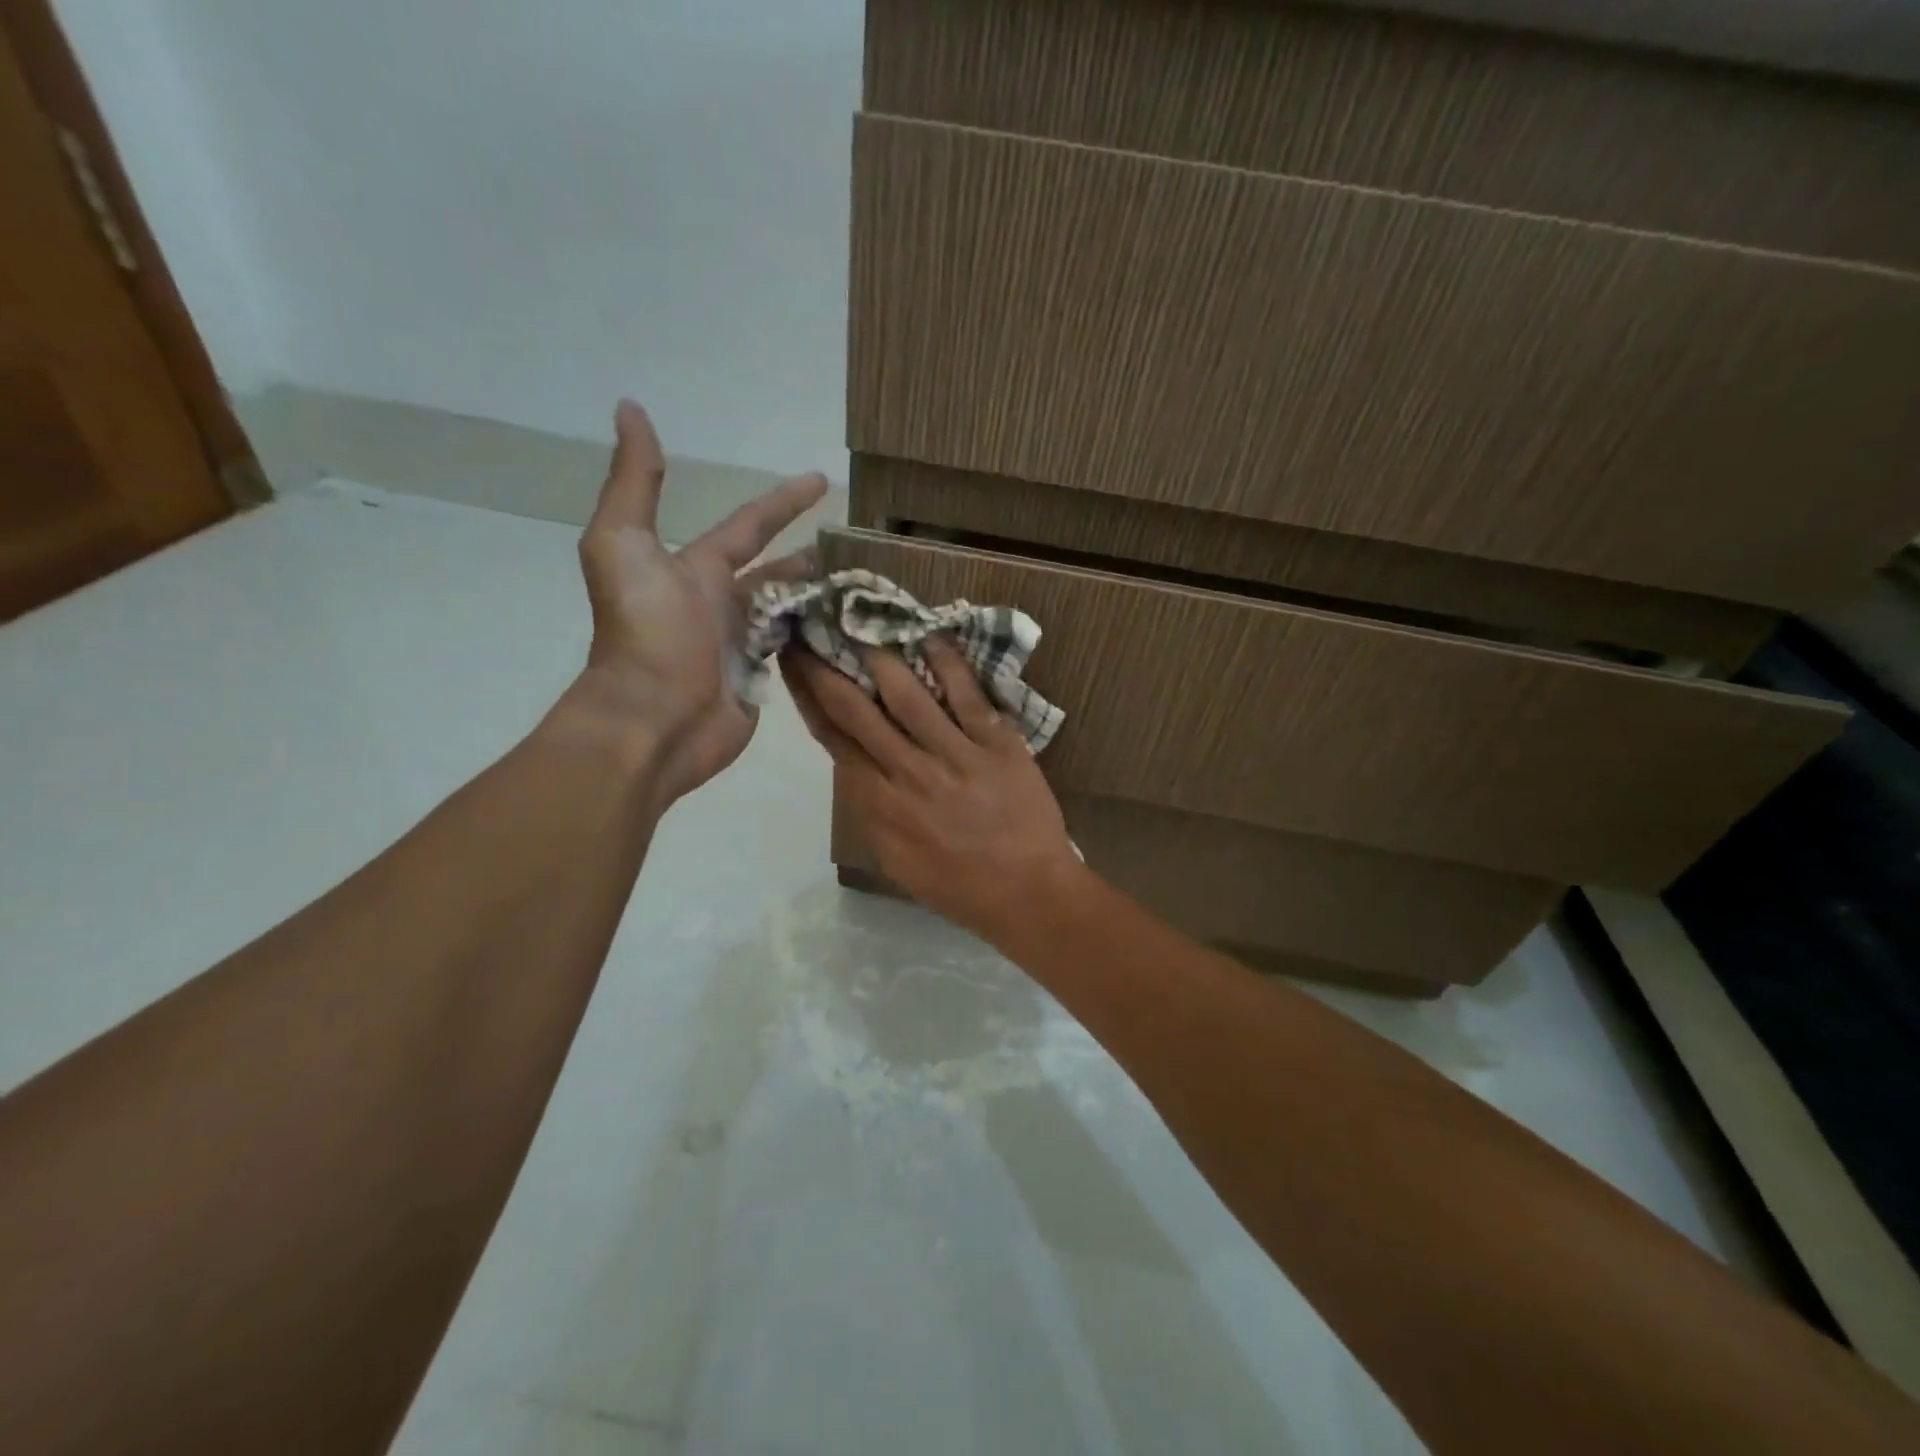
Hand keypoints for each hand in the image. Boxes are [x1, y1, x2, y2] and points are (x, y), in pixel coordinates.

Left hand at [567, 400, 826, 805]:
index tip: (821, 480)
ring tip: (864, 586)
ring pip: (790, 612)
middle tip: (853, 544)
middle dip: (808, 557)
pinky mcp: (760, 682)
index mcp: (697, 569)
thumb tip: (630, 408)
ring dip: (820, 598)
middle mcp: (721, 603)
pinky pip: (795, 651)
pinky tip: (851, 630)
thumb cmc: (645, 630)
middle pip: (776, 572)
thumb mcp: (625, 543)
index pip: (749, 526)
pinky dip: (818, 638)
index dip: (783, 501)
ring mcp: (742, 645)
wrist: (652, 717)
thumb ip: (635, 481)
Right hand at [781, 640, 1083, 943]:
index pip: (834, 740)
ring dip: (878, 657)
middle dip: (826, 670)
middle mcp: (908, 773)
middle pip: (857, 711)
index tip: (795, 667)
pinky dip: (946, 664)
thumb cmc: (959, 886)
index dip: (809, 700)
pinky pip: (967, 696)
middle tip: (809, 633)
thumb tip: (856, 768)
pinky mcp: (996, 744)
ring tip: (860, 626)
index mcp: (879, 806)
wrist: (1028, 894)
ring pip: (906, 695)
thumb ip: (873, 812)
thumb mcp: (897, 861)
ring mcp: (954, 755)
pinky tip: (928, 638)